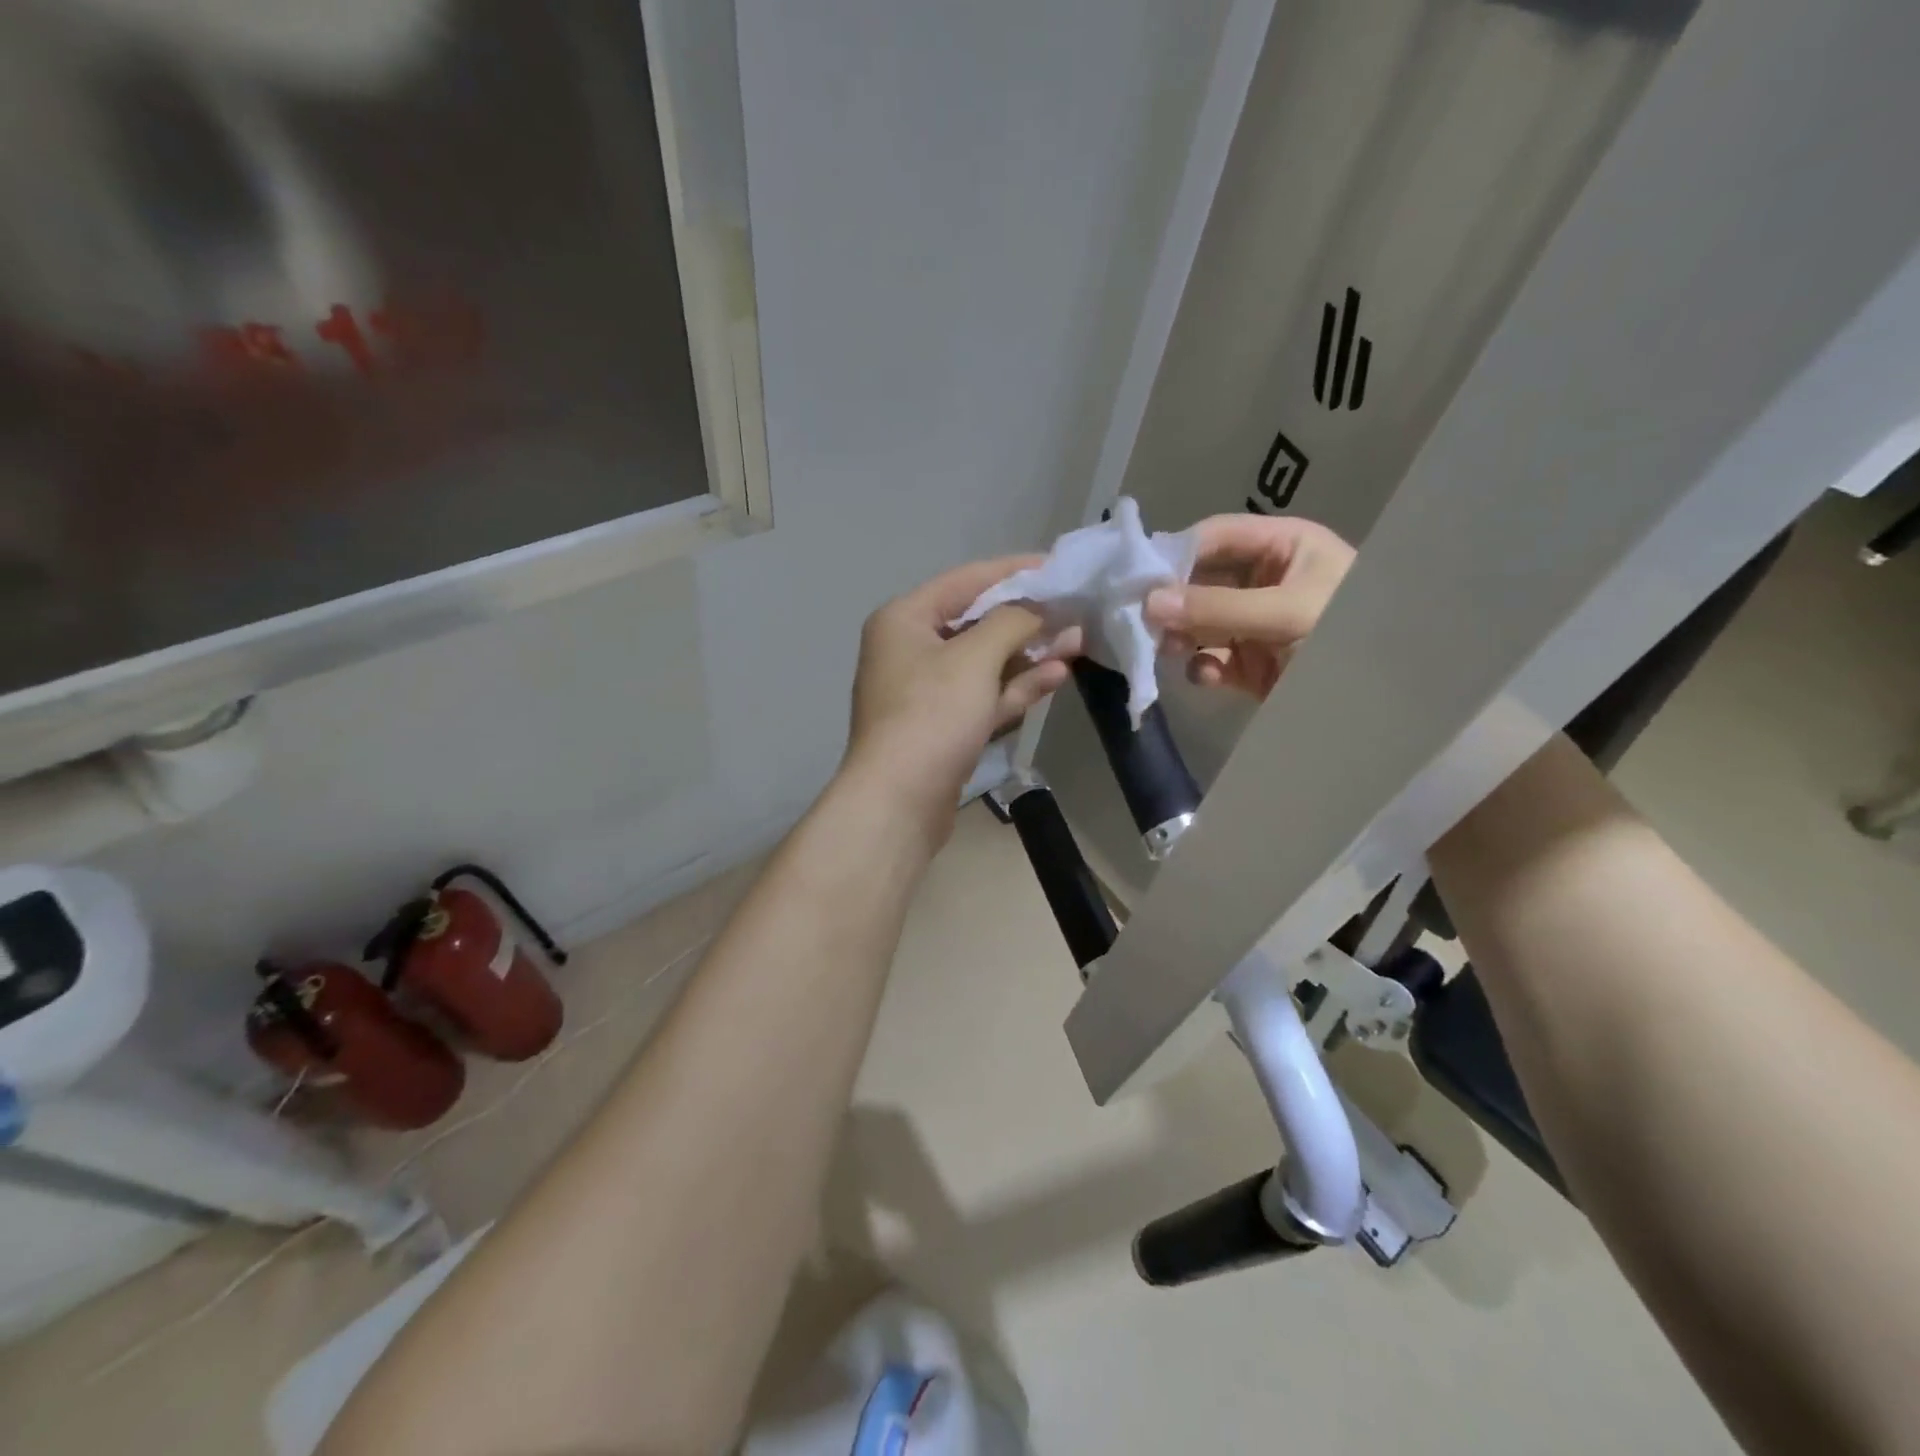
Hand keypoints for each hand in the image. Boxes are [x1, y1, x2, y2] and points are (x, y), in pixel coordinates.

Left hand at [843, 556, 1078, 843]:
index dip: (1015, 571)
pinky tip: (1057, 675)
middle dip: (1028, 618)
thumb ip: (1012, 622)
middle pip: (977, 621)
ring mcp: (926, 691)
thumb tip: (1038, 608)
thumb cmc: (932, 715)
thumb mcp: (975, 658)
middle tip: (1076, 608)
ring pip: (985, 661)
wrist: (899, 801)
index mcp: (905, 619)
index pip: (966, 580)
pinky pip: (984, 694)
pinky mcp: (944, 726)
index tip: (1059, 566)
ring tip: (1077, 640)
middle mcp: (911, 648)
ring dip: (1029, 653)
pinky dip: (1016, 685)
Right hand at [1144, 514, 1355, 697]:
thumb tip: (1148, 603)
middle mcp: (1265, 581)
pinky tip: (1203, 674)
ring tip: (1166, 649)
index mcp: (1283, 547)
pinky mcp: (1251, 665)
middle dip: (1173, 601)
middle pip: (1202, 581)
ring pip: (1201, 623)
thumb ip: (1216, 606)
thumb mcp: (1285, 611)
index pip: (1217, 537)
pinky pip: (1213, 659)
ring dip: (1181, 636)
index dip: (1177, 552)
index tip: (1138, 576)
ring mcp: (1256, 625)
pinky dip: (1202, 667)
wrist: (1385, 700)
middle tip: (1140, 619)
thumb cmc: (1347, 631)